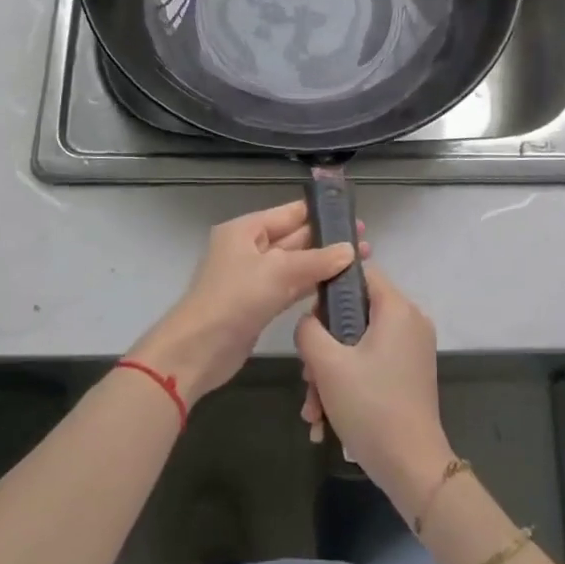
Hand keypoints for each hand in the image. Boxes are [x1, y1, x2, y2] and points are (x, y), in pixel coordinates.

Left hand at [130, 200, 367, 408]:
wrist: (198, 350)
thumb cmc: (234, 299)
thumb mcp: (278, 272)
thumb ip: (316, 260)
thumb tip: (350, 250)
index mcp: (246, 230)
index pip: (290, 213)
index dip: (321, 214)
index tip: (354, 217)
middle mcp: (250, 248)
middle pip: (295, 238)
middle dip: (328, 240)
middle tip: (366, 242)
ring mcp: (254, 277)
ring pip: (296, 264)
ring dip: (324, 264)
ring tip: (361, 263)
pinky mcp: (260, 304)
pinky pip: (291, 287)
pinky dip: (312, 285)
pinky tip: (338, 287)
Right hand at [295, 265, 454, 512]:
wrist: (412, 467)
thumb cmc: (370, 406)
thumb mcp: (327, 364)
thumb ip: (308, 330)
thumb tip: (309, 321)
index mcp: (397, 308)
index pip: (360, 272)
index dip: (330, 287)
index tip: (310, 316)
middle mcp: (410, 322)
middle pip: (356, 314)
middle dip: (324, 347)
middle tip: (307, 377)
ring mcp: (411, 350)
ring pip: (359, 345)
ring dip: (330, 374)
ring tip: (313, 410)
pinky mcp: (409, 375)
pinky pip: (371, 365)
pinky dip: (348, 385)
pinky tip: (325, 421)